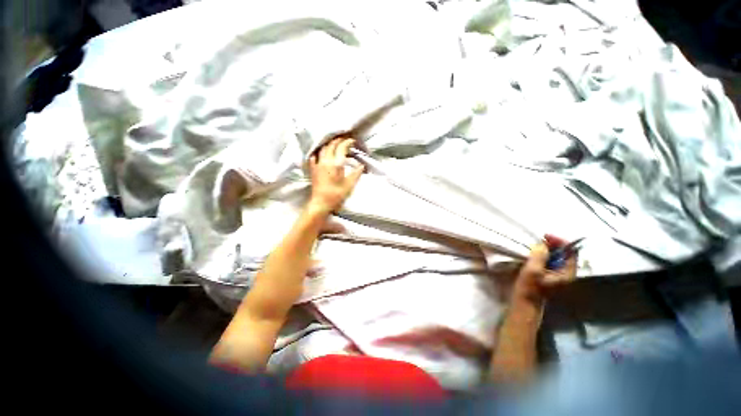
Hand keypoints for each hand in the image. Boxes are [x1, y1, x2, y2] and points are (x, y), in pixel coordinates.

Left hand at [307, 137, 363, 214]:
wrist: (321, 203)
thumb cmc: (336, 195)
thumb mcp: (349, 185)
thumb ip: (356, 174)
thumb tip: (361, 166)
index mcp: (336, 164)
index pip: (341, 148)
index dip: (347, 142)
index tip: (353, 141)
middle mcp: (326, 161)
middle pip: (331, 145)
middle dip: (338, 141)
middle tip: (345, 140)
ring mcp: (318, 164)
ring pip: (323, 149)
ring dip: (329, 144)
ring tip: (334, 144)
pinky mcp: (313, 169)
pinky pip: (314, 156)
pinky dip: (318, 152)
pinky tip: (320, 153)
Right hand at [513, 235, 576, 305]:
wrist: (525, 302)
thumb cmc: (530, 287)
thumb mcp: (533, 270)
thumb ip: (539, 256)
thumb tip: (542, 245)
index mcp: (567, 273)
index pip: (570, 252)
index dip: (560, 242)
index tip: (546, 236)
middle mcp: (565, 273)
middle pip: (564, 253)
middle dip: (553, 244)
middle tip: (540, 239)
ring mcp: (557, 274)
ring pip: (556, 256)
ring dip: (547, 249)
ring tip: (536, 245)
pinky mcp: (549, 275)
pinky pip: (550, 261)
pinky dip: (544, 255)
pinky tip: (534, 253)